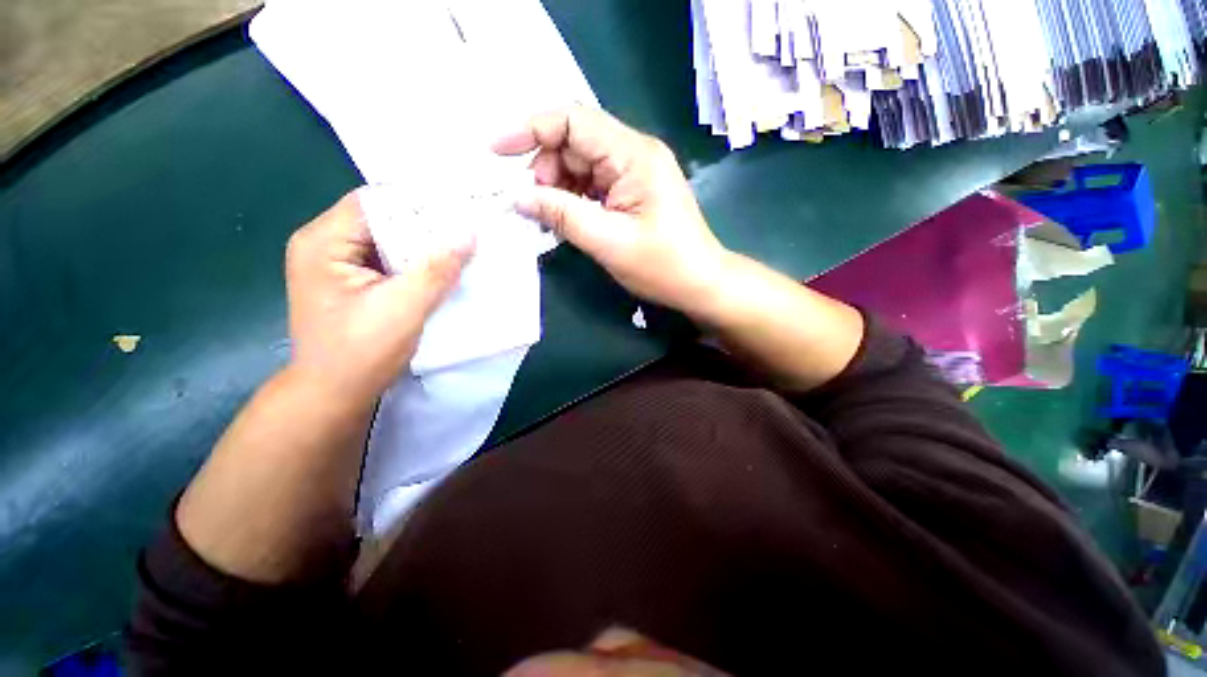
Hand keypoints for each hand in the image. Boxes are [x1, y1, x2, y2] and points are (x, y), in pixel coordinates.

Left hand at [284, 189, 473, 405]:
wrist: (334, 396)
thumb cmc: (360, 353)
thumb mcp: (404, 308)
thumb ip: (437, 269)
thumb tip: (468, 233)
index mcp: (324, 243)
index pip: (375, 202)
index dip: (418, 202)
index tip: (460, 207)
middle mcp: (325, 246)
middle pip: (383, 220)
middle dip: (426, 226)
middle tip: (468, 227)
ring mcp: (338, 266)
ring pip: (390, 242)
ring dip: (424, 246)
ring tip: (463, 245)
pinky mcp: (353, 283)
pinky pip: (390, 262)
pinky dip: (418, 264)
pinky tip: (444, 268)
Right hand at [493, 107, 727, 314]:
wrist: (699, 283)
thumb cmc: (662, 266)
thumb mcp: (608, 242)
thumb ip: (562, 215)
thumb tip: (518, 197)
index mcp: (634, 155)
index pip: (574, 120)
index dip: (531, 128)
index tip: (496, 152)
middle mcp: (634, 153)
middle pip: (575, 141)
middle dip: (545, 167)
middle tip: (534, 205)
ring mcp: (634, 172)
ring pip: (581, 164)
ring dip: (557, 186)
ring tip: (548, 218)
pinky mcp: (632, 191)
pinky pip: (592, 184)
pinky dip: (573, 198)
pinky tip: (565, 219)